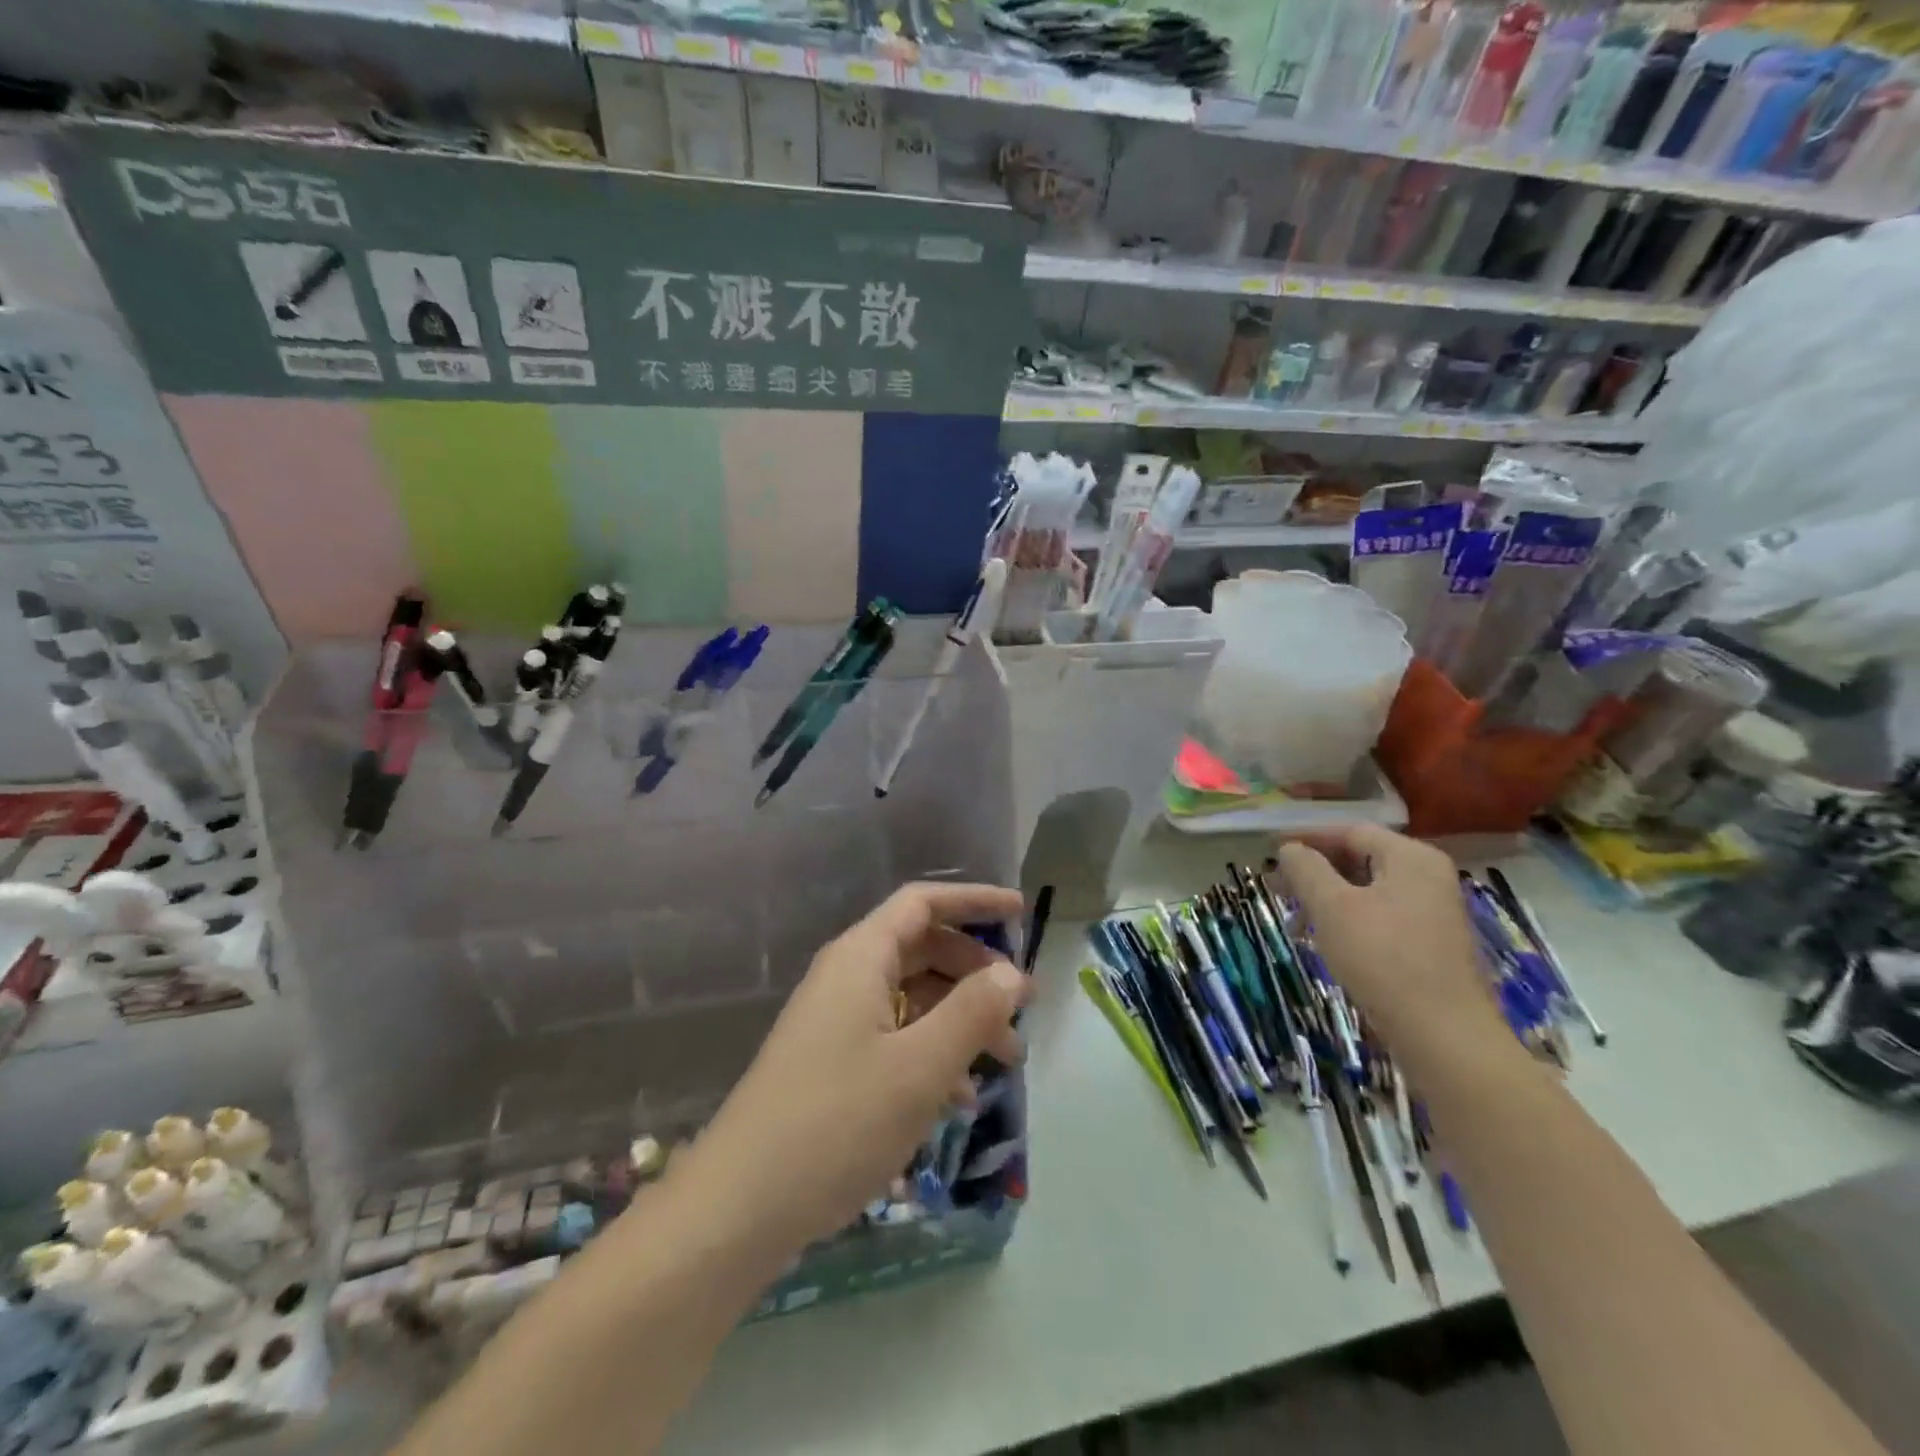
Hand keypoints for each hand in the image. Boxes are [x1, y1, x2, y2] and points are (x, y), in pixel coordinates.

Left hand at [674, 882, 1030, 1256]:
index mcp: (861, 958)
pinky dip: (933, 1053)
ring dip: (961, 1018)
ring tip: (1007, 1059)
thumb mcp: (919, 1067)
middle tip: (1022, 1005)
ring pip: (912, 998)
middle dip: (976, 971)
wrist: (739, 1208)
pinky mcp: (833, 1064)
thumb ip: (971, 1013)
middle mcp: (846, 978)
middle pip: (922, 949)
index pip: (923, 903)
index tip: (1021, 913)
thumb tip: (1011, 975)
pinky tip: (962, 1096)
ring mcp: (836, 1022)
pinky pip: (895, 1038)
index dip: (974, 900)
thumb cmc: (837, 1123)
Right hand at [1275, 825, 1511, 1084]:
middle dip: (1315, 871)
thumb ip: (1306, 869)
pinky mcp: (1431, 944)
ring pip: (1368, 890)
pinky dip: (1349, 919)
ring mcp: (1433, 912)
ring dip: (1327, 899)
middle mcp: (1428, 877)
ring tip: (1295, 920)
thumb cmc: (1383, 960)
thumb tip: (1290, 849)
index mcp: (1411, 858)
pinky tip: (1326, 942)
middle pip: (1361, 859)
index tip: (1271, 851)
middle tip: (1277, 887)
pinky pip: (1381, 916)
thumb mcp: (1333, 907)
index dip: (1307, 838)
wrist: (1445, 1037)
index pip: (1350, 832)